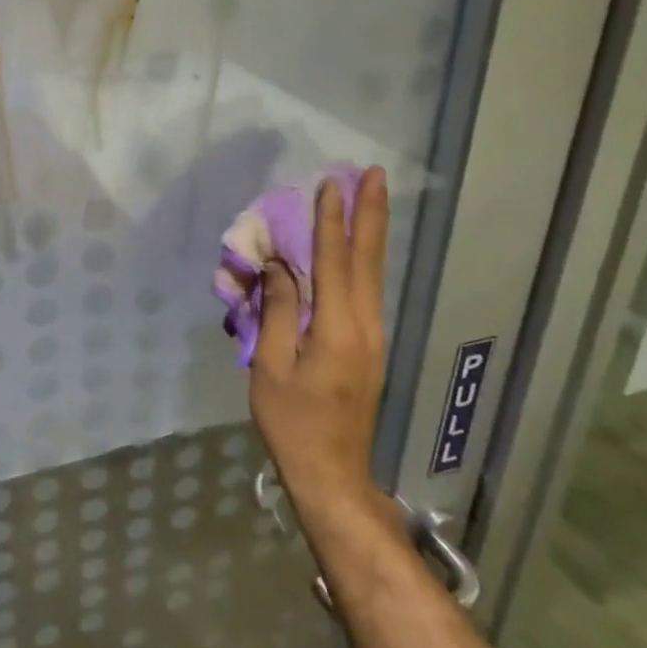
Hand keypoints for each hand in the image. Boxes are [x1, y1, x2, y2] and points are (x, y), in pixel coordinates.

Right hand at [249, 167, 390, 529]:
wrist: (332, 473)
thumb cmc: (292, 422)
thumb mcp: (271, 367)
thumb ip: (278, 313)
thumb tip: (279, 268)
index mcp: (338, 330)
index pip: (334, 263)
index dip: (331, 222)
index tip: (330, 184)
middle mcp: (365, 326)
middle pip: (369, 260)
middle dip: (371, 214)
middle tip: (374, 174)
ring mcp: (373, 337)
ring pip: (374, 274)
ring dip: (371, 233)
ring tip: (370, 198)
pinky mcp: (370, 347)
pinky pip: (367, 291)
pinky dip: (363, 260)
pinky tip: (359, 248)